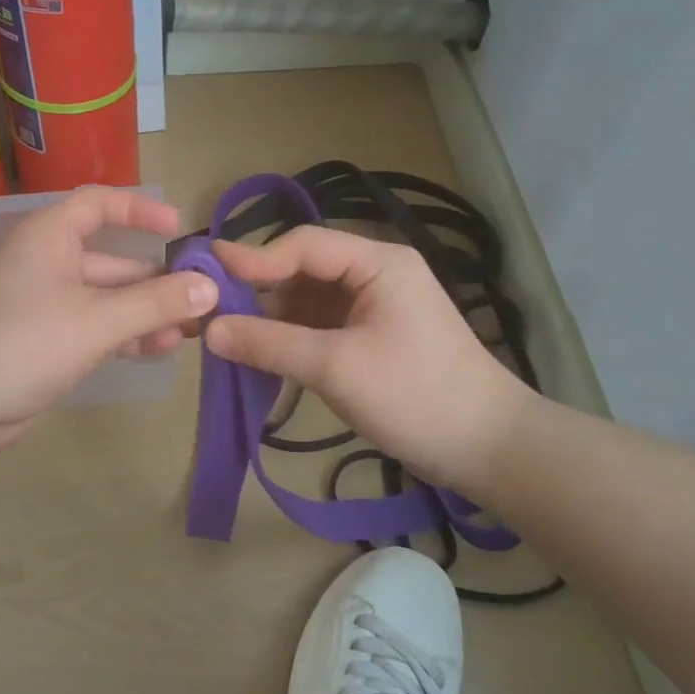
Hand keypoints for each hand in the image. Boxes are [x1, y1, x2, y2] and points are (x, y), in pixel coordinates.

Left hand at [0, 189, 215, 452]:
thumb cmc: (24, 342)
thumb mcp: (98, 320)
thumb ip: (156, 303)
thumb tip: (209, 288)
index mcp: (50, 237)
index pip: (99, 204)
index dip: (139, 209)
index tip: (178, 228)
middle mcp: (48, 263)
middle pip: (112, 260)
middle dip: (157, 280)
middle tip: (202, 299)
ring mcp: (46, 306)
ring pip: (107, 300)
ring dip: (146, 314)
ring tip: (190, 332)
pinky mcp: (46, 343)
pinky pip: (95, 329)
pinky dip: (124, 337)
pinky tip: (158, 350)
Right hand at [204, 226, 533, 490]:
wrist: (488, 447)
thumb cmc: (415, 396)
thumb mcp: (335, 368)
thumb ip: (270, 344)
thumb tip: (209, 331)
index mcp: (378, 263)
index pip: (304, 245)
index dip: (254, 258)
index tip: (206, 273)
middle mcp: (377, 275)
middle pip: (305, 270)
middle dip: (261, 291)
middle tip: (211, 312)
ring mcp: (377, 307)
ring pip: (310, 301)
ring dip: (274, 319)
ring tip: (230, 339)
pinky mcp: (375, 338)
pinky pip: (322, 327)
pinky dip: (293, 339)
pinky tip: (264, 357)